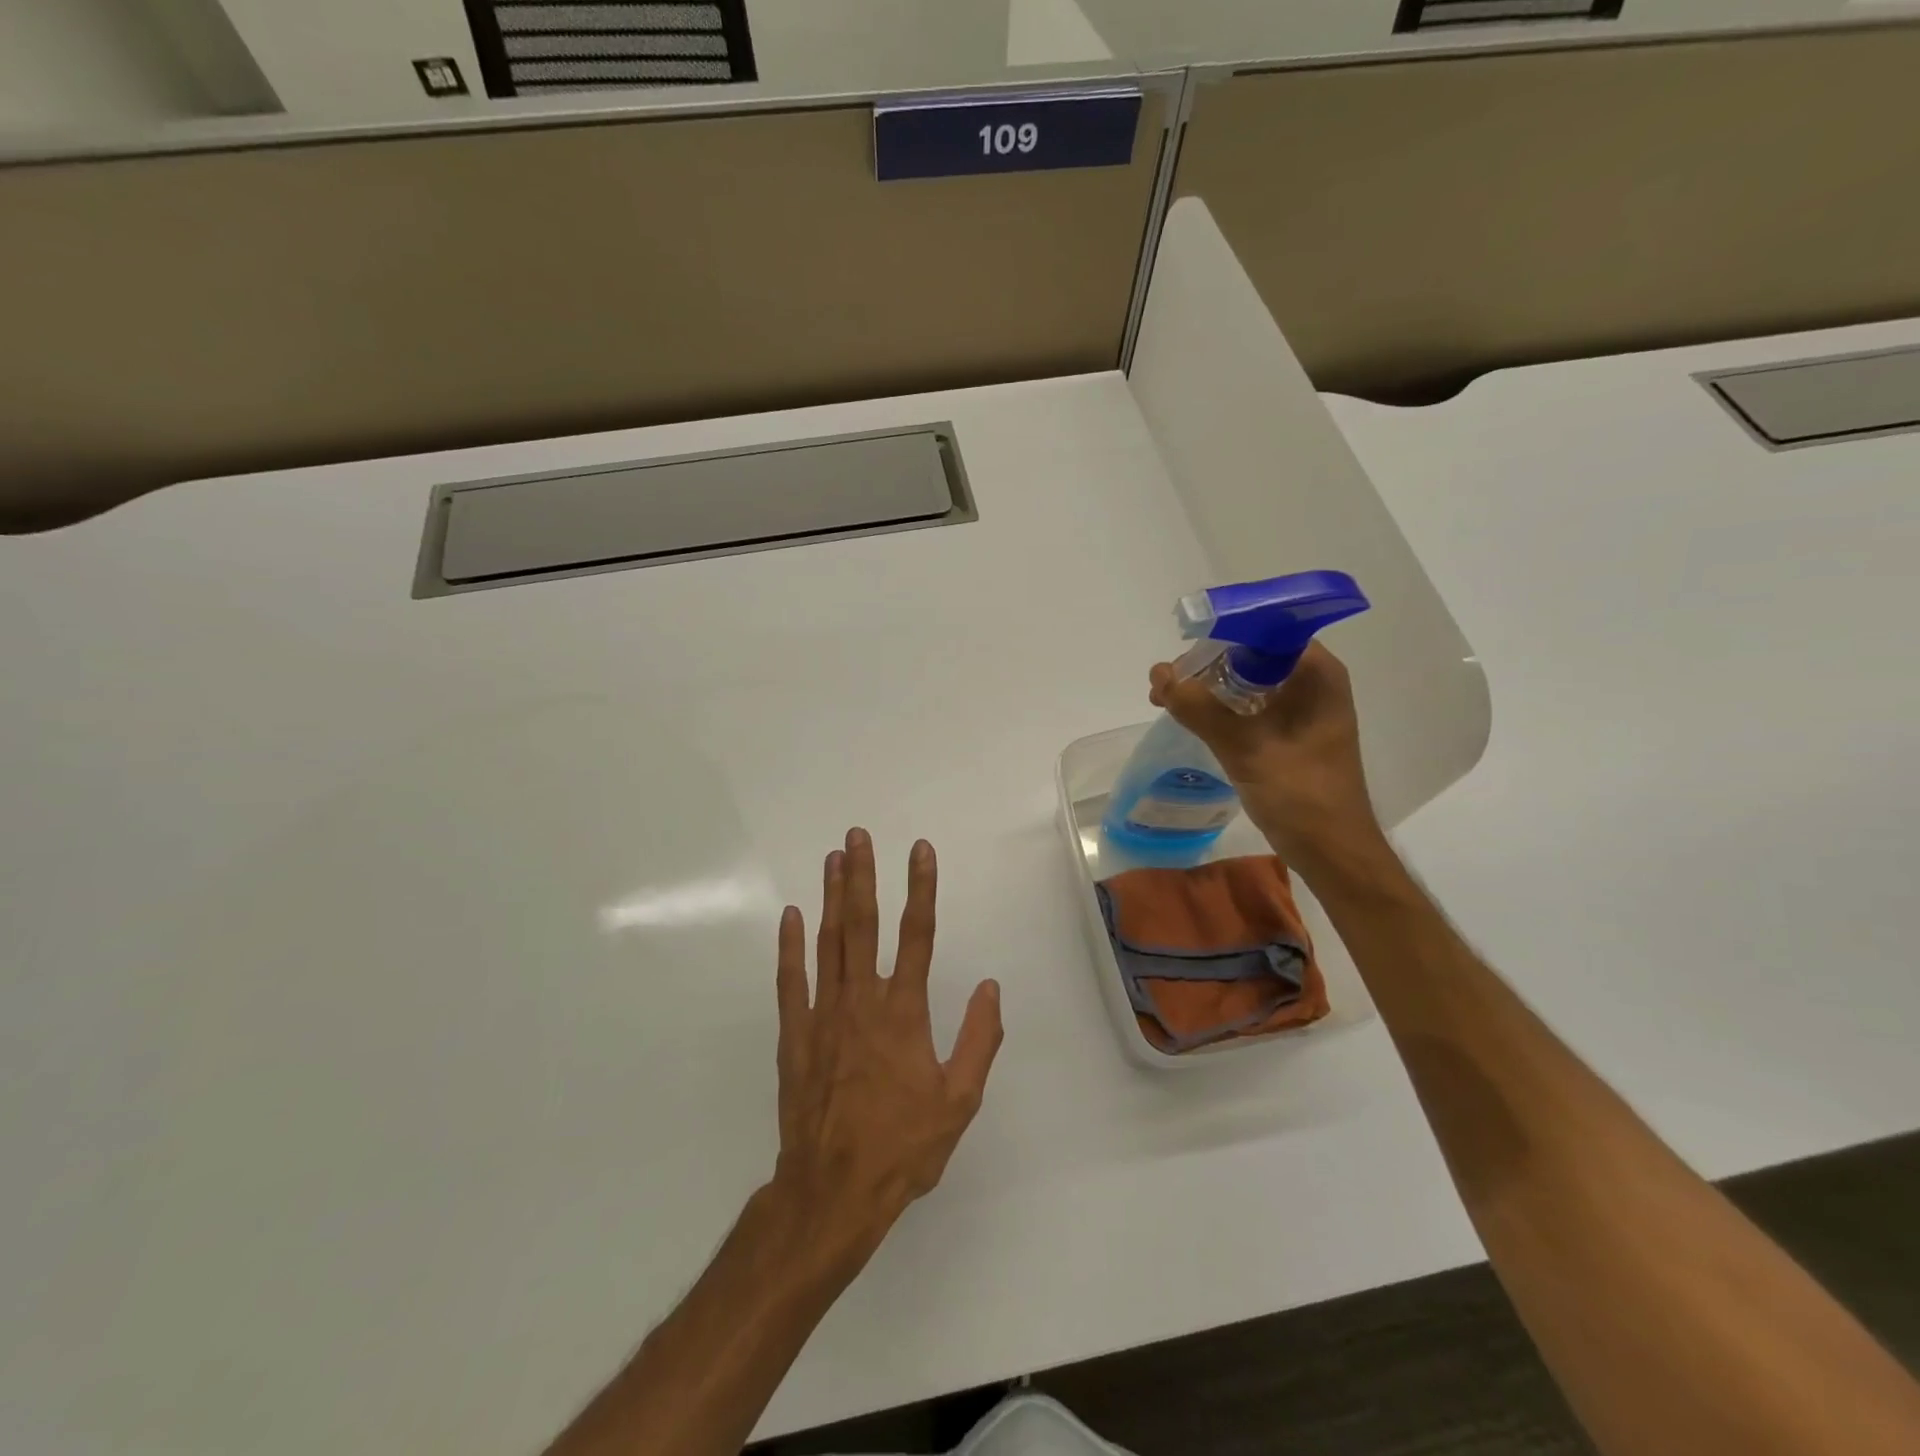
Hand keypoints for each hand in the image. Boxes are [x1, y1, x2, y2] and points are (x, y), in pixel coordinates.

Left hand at [767, 828, 1002, 1277]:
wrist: (833, 1191)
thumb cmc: (903, 1147)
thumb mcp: (959, 1101)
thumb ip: (979, 1040)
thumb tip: (992, 987)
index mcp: (904, 1012)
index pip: (917, 935)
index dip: (921, 888)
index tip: (920, 850)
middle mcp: (863, 1001)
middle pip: (863, 925)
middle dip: (863, 876)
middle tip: (858, 835)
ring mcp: (823, 1014)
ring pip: (828, 942)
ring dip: (832, 897)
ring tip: (833, 858)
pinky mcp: (794, 1034)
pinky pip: (791, 980)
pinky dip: (790, 946)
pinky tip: (791, 915)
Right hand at [1149, 642, 1386, 874]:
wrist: (1332, 852)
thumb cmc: (1301, 796)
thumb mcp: (1246, 748)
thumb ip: (1200, 709)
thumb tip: (1159, 676)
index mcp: (1316, 673)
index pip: (1263, 631)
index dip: (1217, 638)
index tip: (1180, 660)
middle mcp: (1311, 681)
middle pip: (1249, 654)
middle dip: (1204, 666)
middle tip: (1163, 687)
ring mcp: (1300, 707)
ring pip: (1244, 681)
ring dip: (1206, 688)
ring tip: (1166, 702)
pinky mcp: (1288, 732)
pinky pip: (1247, 706)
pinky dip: (1218, 709)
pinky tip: (1190, 719)